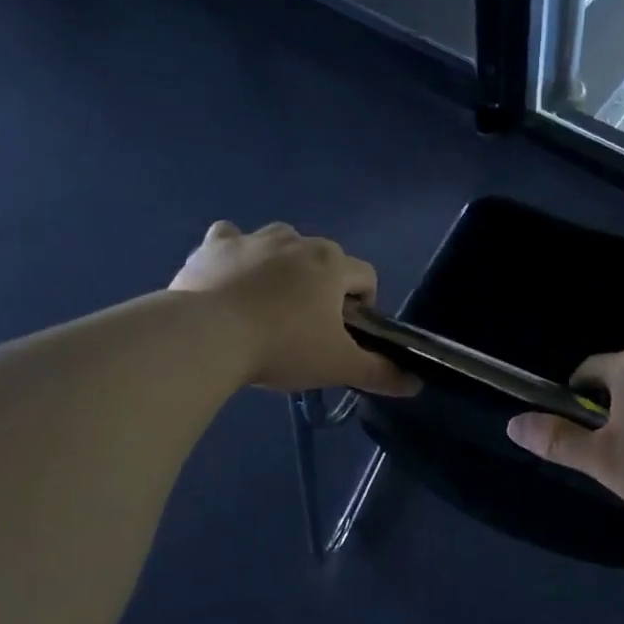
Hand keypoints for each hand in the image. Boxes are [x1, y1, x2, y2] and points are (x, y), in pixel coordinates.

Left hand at [171, 221, 420, 396]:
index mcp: (333, 264)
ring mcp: (255, 239)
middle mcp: (298, 240)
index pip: (366, 276)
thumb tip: (416, 384)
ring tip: (267, 305)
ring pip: (281, 243)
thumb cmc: (283, 346)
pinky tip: (230, 277)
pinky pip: (232, 238)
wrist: (208, 336)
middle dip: (322, 286)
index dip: (364, 305)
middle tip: (305, 328)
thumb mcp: (338, 366)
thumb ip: (380, 373)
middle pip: (325, 258)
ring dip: (282, 265)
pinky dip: (236, 253)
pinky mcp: (215, 245)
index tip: (345, 334)